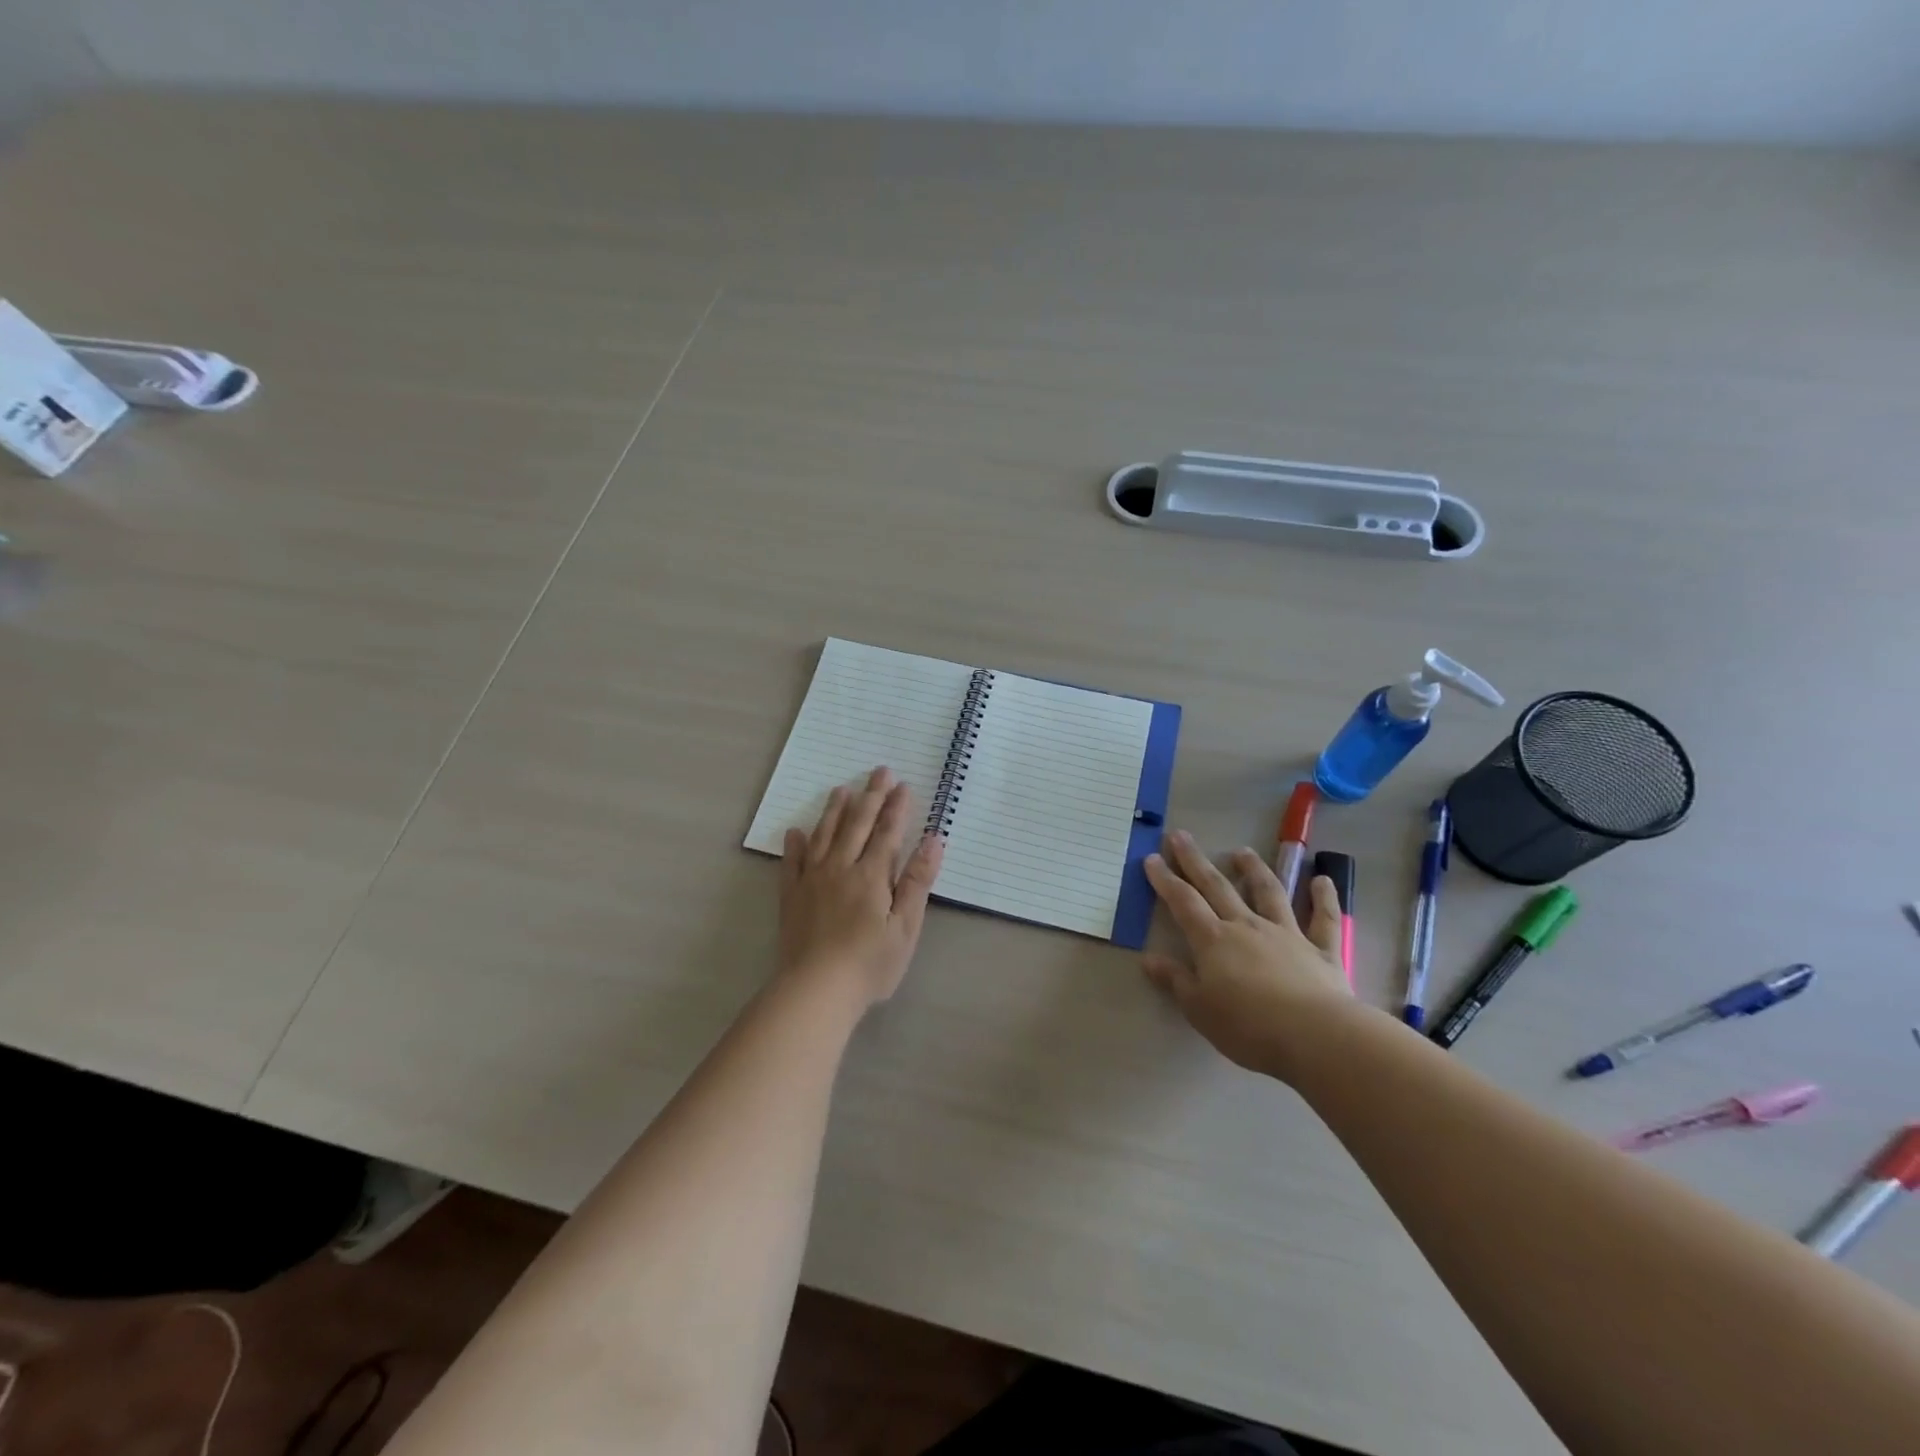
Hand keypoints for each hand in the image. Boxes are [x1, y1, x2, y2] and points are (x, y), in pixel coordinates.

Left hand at [779, 766, 943, 1008]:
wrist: (816, 989)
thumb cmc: (870, 963)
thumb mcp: (905, 926)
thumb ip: (918, 881)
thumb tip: (933, 839)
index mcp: (872, 875)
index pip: (887, 832)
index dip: (897, 807)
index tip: (903, 784)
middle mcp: (841, 868)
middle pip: (857, 825)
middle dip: (870, 796)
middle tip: (878, 771)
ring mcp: (812, 880)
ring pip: (824, 835)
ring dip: (834, 811)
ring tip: (841, 789)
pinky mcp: (791, 897)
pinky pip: (792, 863)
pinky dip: (795, 845)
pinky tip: (796, 832)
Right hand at [1143, 829, 1351, 1078]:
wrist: (1315, 1035)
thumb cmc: (1248, 1026)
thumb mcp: (1199, 1009)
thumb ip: (1175, 980)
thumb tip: (1148, 958)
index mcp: (1213, 940)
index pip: (1183, 902)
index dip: (1165, 880)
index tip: (1152, 858)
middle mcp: (1247, 926)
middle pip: (1217, 887)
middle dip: (1195, 861)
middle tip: (1180, 836)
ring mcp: (1287, 934)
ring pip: (1268, 893)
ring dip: (1254, 870)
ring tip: (1243, 851)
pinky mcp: (1322, 950)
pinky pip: (1324, 919)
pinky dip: (1324, 898)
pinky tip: (1323, 879)